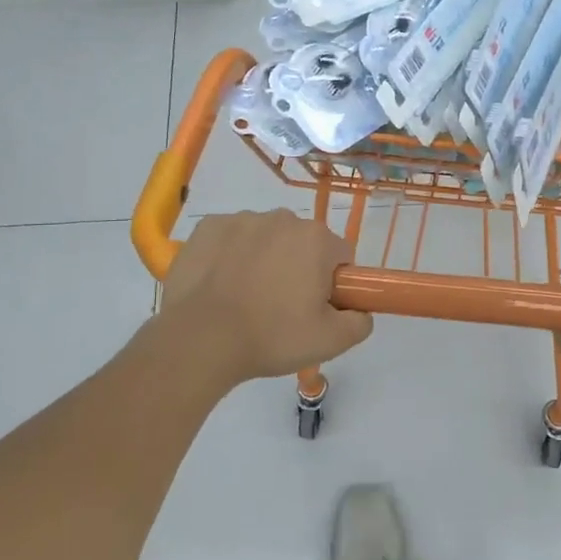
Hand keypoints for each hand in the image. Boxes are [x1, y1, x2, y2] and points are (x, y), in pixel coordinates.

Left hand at [159, 211, 372, 387]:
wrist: (200, 338)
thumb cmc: (271, 336)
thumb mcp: (330, 341)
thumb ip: (360, 322)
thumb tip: (361, 312)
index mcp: (316, 239)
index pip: (340, 256)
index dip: (333, 283)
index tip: (316, 307)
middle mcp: (282, 218)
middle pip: (302, 243)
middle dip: (298, 268)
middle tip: (281, 308)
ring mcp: (242, 219)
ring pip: (265, 238)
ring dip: (264, 259)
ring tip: (246, 299)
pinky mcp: (208, 227)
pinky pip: (230, 239)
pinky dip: (230, 256)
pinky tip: (221, 285)